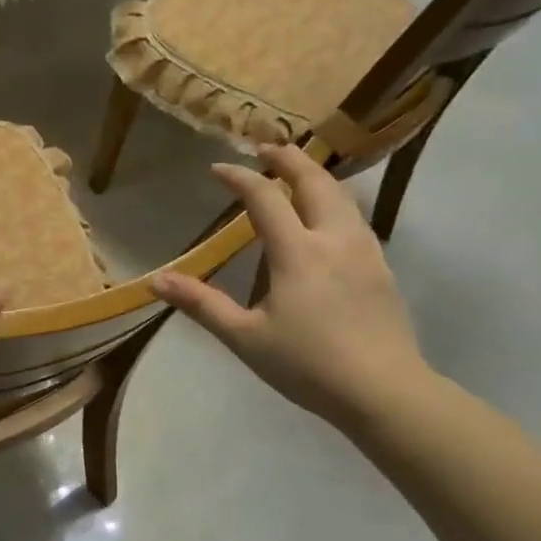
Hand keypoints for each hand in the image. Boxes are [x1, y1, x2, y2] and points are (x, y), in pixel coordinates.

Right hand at [151, 145, 426, 425]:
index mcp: (297, 252)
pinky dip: (335, 200)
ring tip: (297, 172)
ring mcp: (365, 251)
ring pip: (342, 195)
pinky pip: (356, 217)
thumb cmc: (307, 365)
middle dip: (288, 159)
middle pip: (314, 181)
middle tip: (266, 148)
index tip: (217, 169)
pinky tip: (327, 217)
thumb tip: (156, 281)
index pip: (264, 198)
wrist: (384, 392)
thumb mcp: (244, 337)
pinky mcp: (382, 267)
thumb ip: (201, 304)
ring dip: (316, 175)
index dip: (239, 178)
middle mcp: (334, 239)